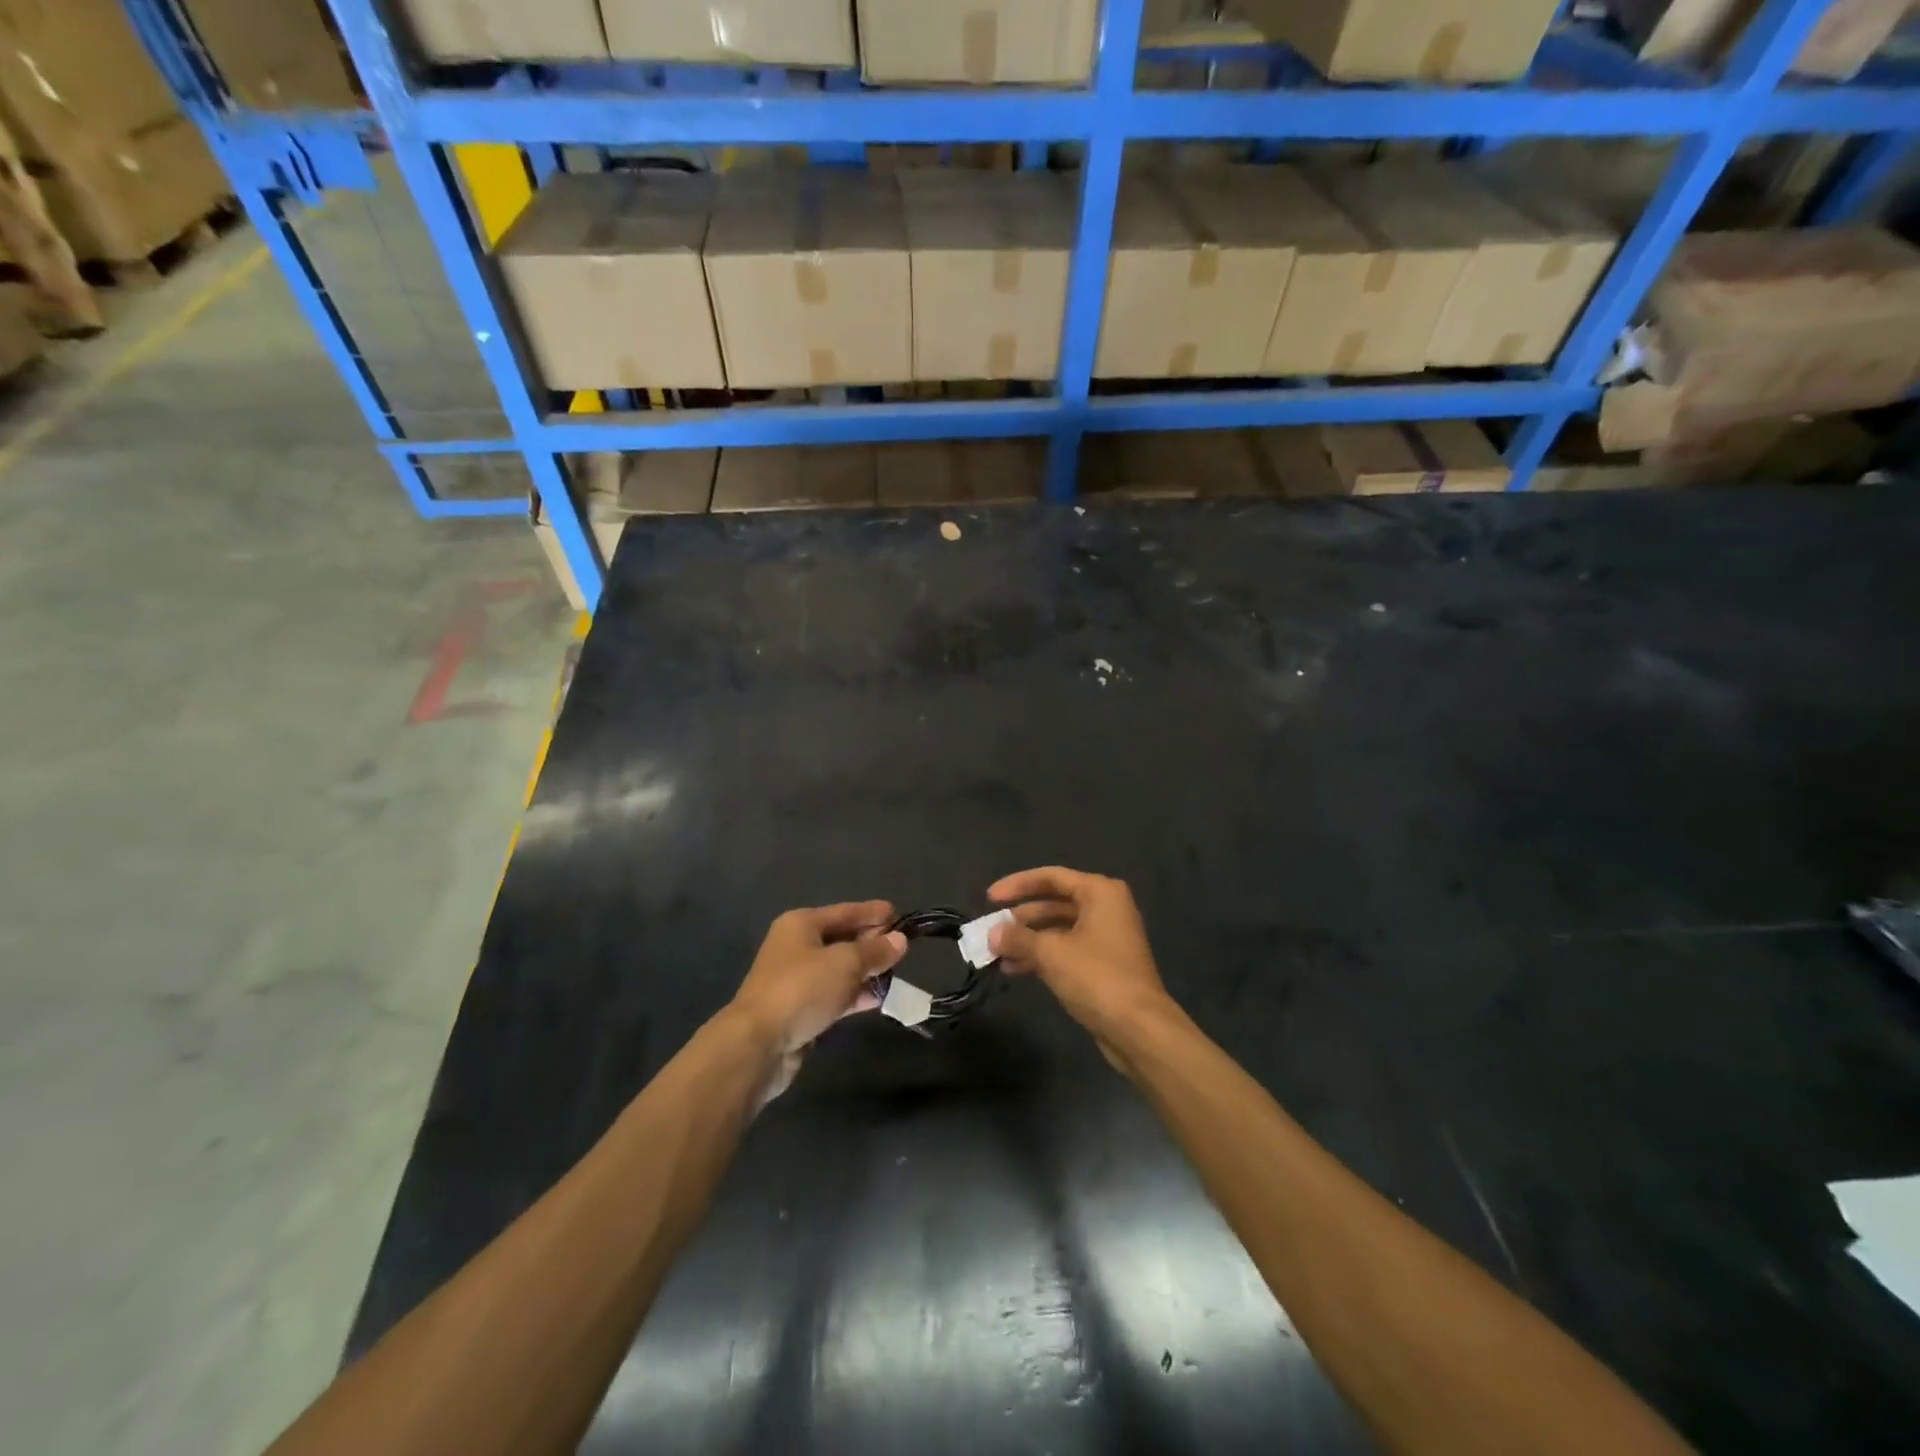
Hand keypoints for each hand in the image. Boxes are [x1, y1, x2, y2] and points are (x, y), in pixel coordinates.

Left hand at [729, 901, 906, 1103]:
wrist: (758, 1045)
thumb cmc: (802, 990)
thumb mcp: (845, 964)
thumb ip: (875, 951)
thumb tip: (900, 940)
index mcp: (802, 924)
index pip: (846, 911)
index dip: (874, 913)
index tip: (902, 917)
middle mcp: (797, 947)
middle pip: (842, 938)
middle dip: (872, 943)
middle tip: (903, 949)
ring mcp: (796, 980)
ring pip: (839, 969)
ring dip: (866, 971)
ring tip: (896, 974)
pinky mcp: (800, 1009)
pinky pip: (834, 994)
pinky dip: (855, 994)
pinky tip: (878, 998)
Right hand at [987, 867, 1174, 1047]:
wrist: (1139, 1029)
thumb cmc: (1096, 977)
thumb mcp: (1051, 953)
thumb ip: (1019, 938)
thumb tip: (992, 933)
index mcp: (1100, 893)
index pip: (1051, 877)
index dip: (1017, 885)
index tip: (989, 898)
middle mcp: (1106, 908)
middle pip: (1054, 903)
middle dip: (1020, 918)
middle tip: (990, 929)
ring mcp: (1107, 938)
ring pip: (1059, 929)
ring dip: (1028, 940)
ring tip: (996, 953)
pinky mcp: (1104, 965)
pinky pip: (1066, 950)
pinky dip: (1042, 956)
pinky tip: (1015, 969)